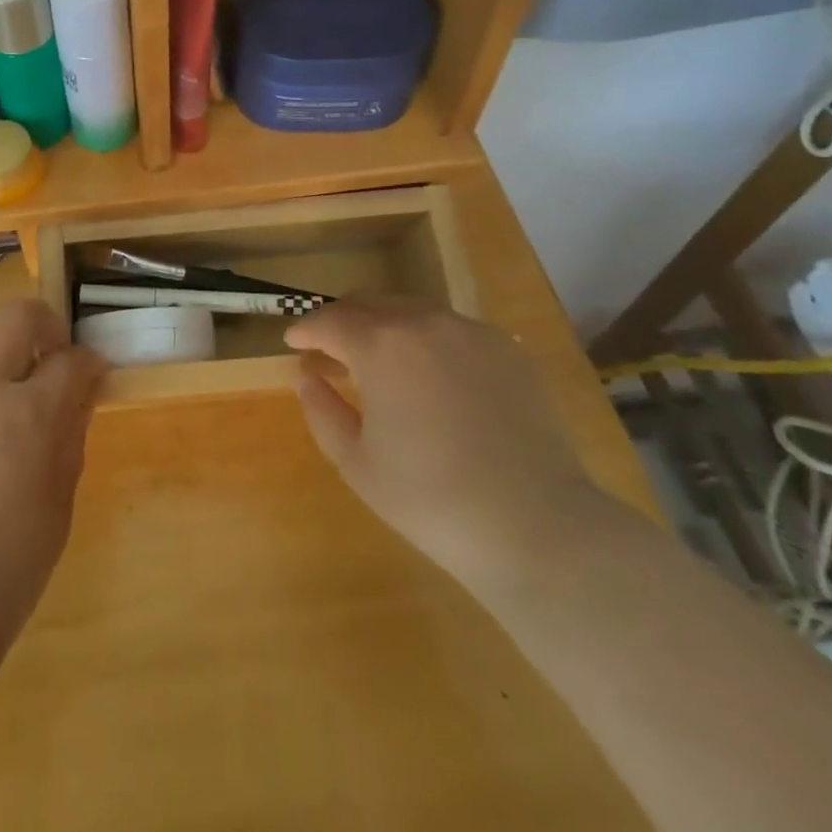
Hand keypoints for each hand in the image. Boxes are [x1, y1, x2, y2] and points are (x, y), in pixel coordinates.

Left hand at [0, 300, 104, 664]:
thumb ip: (70, 434)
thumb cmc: (12, 564)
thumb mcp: (61, 500)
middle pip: (15, 316)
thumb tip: (78, 394)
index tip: (93, 375)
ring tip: (8, 406)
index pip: (71, 359)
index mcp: (30, 415)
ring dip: (1, 362)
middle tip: (52, 355)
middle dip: (43, 322)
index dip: (89, 362)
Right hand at [287, 300, 608, 586]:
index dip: (306, 330)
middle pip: (369, 304)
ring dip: (385, 327)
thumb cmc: (431, 500)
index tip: (294, 343)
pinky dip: (429, 341)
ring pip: (412, 311)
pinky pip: (453, 330)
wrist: (537, 527)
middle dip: (343, 322)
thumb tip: (305, 375)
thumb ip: (321, 409)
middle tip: (331, 350)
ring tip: (381, 362)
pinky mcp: (508, 349)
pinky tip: (432, 377)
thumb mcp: (357, 462)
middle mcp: (424, 322)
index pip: (329, 320)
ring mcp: (471, 331)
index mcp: (380, 346)